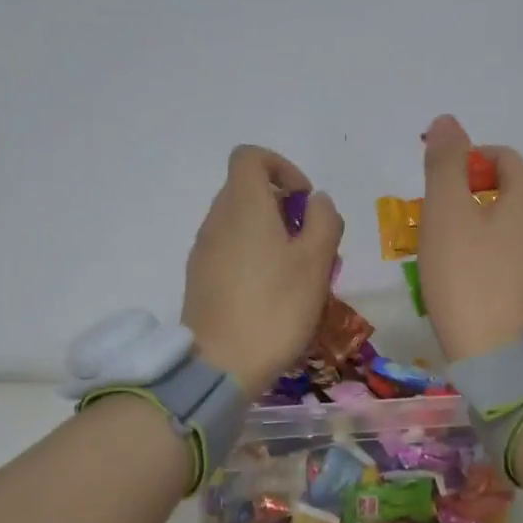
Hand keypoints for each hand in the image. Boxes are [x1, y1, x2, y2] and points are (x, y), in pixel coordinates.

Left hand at [184, 146, 342, 393]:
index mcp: (243, 205)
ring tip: (298, 274)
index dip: (282, 167)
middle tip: (311, 244)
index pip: (251, 156)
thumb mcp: (316, 262)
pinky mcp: (199, 278)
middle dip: (284, 208)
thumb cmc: (275, 308)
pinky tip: (273, 294)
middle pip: (247, 190)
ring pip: (240, 223)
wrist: (221, 365)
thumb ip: (323, 220)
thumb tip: (317, 201)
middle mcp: (217, 219)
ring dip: (271, 235)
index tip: (305, 202)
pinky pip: (230, 250)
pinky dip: (254, 256)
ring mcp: (203, 250)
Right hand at [417, 115, 522, 360]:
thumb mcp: (447, 211)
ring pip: (506, 221)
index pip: (497, 156)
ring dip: (473, 225)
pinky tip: (463, 275)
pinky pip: (511, 251)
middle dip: (464, 195)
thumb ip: (446, 162)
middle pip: (504, 187)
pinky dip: (486, 251)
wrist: (497, 355)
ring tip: (442, 250)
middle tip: (431, 221)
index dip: (461, 162)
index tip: (431, 188)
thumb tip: (448, 122)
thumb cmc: (467, 276)